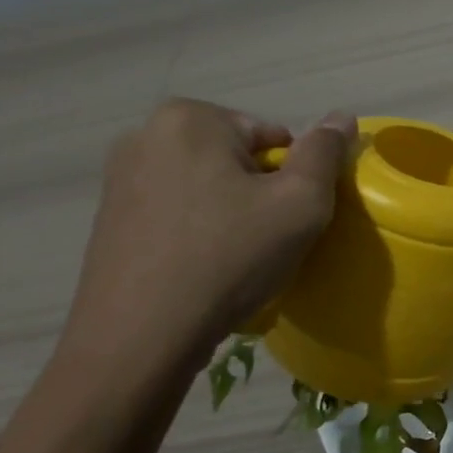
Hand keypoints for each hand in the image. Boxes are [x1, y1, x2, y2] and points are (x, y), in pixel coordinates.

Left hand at [62, 99, 357, 368]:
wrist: (141, 336)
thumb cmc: (230, 258)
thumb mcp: (301, 202)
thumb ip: (325, 152)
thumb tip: (342, 116)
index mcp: (191, 118)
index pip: (274, 136)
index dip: (293, 179)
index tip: (288, 220)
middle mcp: (145, 134)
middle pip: (238, 158)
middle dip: (260, 192)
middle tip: (267, 240)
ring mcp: (119, 176)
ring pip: (208, 185)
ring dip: (231, 212)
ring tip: (236, 257)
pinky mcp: (109, 216)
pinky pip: (178, 210)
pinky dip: (199, 230)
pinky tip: (203, 267)